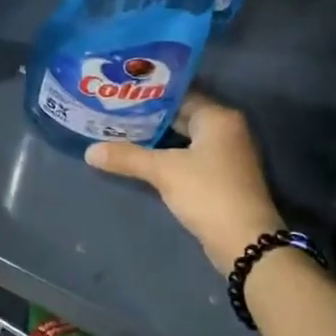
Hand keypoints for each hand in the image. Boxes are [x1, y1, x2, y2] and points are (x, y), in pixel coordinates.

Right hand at [85, 92, 282, 270]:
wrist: (245, 242)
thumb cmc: (207, 193)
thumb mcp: (163, 171)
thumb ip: (127, 157)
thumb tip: (89, 151)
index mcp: (218, 117)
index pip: (180, 94)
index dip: (150, 94)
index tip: (121, 93)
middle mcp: (227, 130)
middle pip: (182, 115)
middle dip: (150, 117)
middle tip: (115, 112)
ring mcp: (227, 155)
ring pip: (185, 138)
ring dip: (158, 138)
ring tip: (121, 132)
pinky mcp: (222, 177)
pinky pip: (190, 156)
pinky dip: (169, 155)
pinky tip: (143, 158)